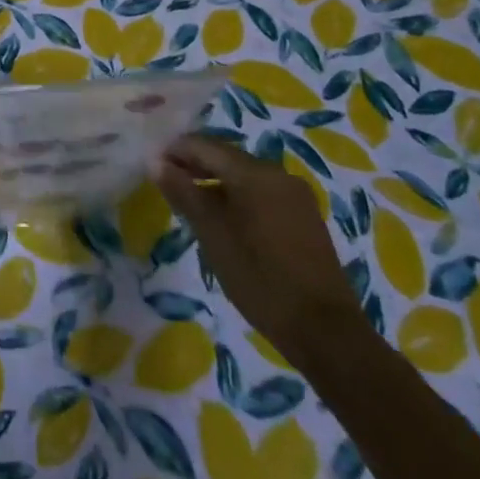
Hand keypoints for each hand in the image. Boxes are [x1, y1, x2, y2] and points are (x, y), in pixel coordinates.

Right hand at [154, 136, 363, 365]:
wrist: (327, 332)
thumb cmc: (260, 279)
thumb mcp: (212, 235)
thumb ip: (184, 193)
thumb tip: (156, 162)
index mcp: (253, 173)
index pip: (204, 145)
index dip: (175, 151)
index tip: (152, 164)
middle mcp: (277, 173)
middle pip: (225, 156)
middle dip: (195, 164)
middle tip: (167, 182)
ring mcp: (295, 195)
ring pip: (244, 174)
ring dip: (216, 180)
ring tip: (192, 201)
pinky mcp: (305, 216)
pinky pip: (262, 191)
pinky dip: (238, 195)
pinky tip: (225, 218)